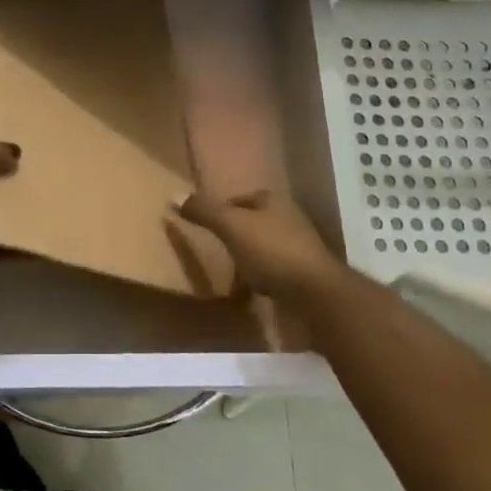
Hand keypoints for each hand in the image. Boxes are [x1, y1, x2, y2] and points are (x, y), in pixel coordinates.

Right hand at [176, 189, 339, 301]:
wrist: (317, 295)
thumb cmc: (272, 252)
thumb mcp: (232, 227)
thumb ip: (205, 211)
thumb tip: (173, 195)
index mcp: (274, 201)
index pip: (241, 199)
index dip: (222, 211)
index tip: (206, 228)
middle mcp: (290, 219)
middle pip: (253, 223)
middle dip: (236, 236)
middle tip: (216, 252)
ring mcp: (300, 248)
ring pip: (264, 249)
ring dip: (249, 260)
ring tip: (231, 277)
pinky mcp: (305, 275)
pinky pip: (275, 272)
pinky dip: (262, 279)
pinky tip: (253, 293)